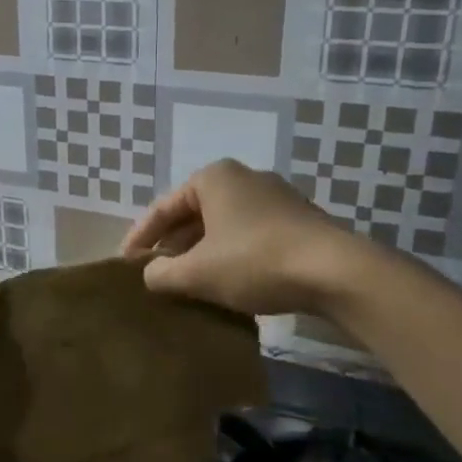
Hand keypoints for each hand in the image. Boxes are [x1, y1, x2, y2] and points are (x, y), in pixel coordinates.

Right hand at [122, 158, 386, 317]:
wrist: (336, 272)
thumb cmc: (255, 262)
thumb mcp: (197, 273)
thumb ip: (162, 273)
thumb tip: (150, 274)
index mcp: (213, 178)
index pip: (163, 207)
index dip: (140, 237)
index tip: (125, 264)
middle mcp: (243, 178)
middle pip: (193, 214)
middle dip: (172, 245)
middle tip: (154, 274)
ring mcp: (275, 198)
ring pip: (222, 226)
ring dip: (201, 253)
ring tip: (186, 282)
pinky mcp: (297, 221)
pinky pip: (248, 236)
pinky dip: (229, 256)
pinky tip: (226, 283)